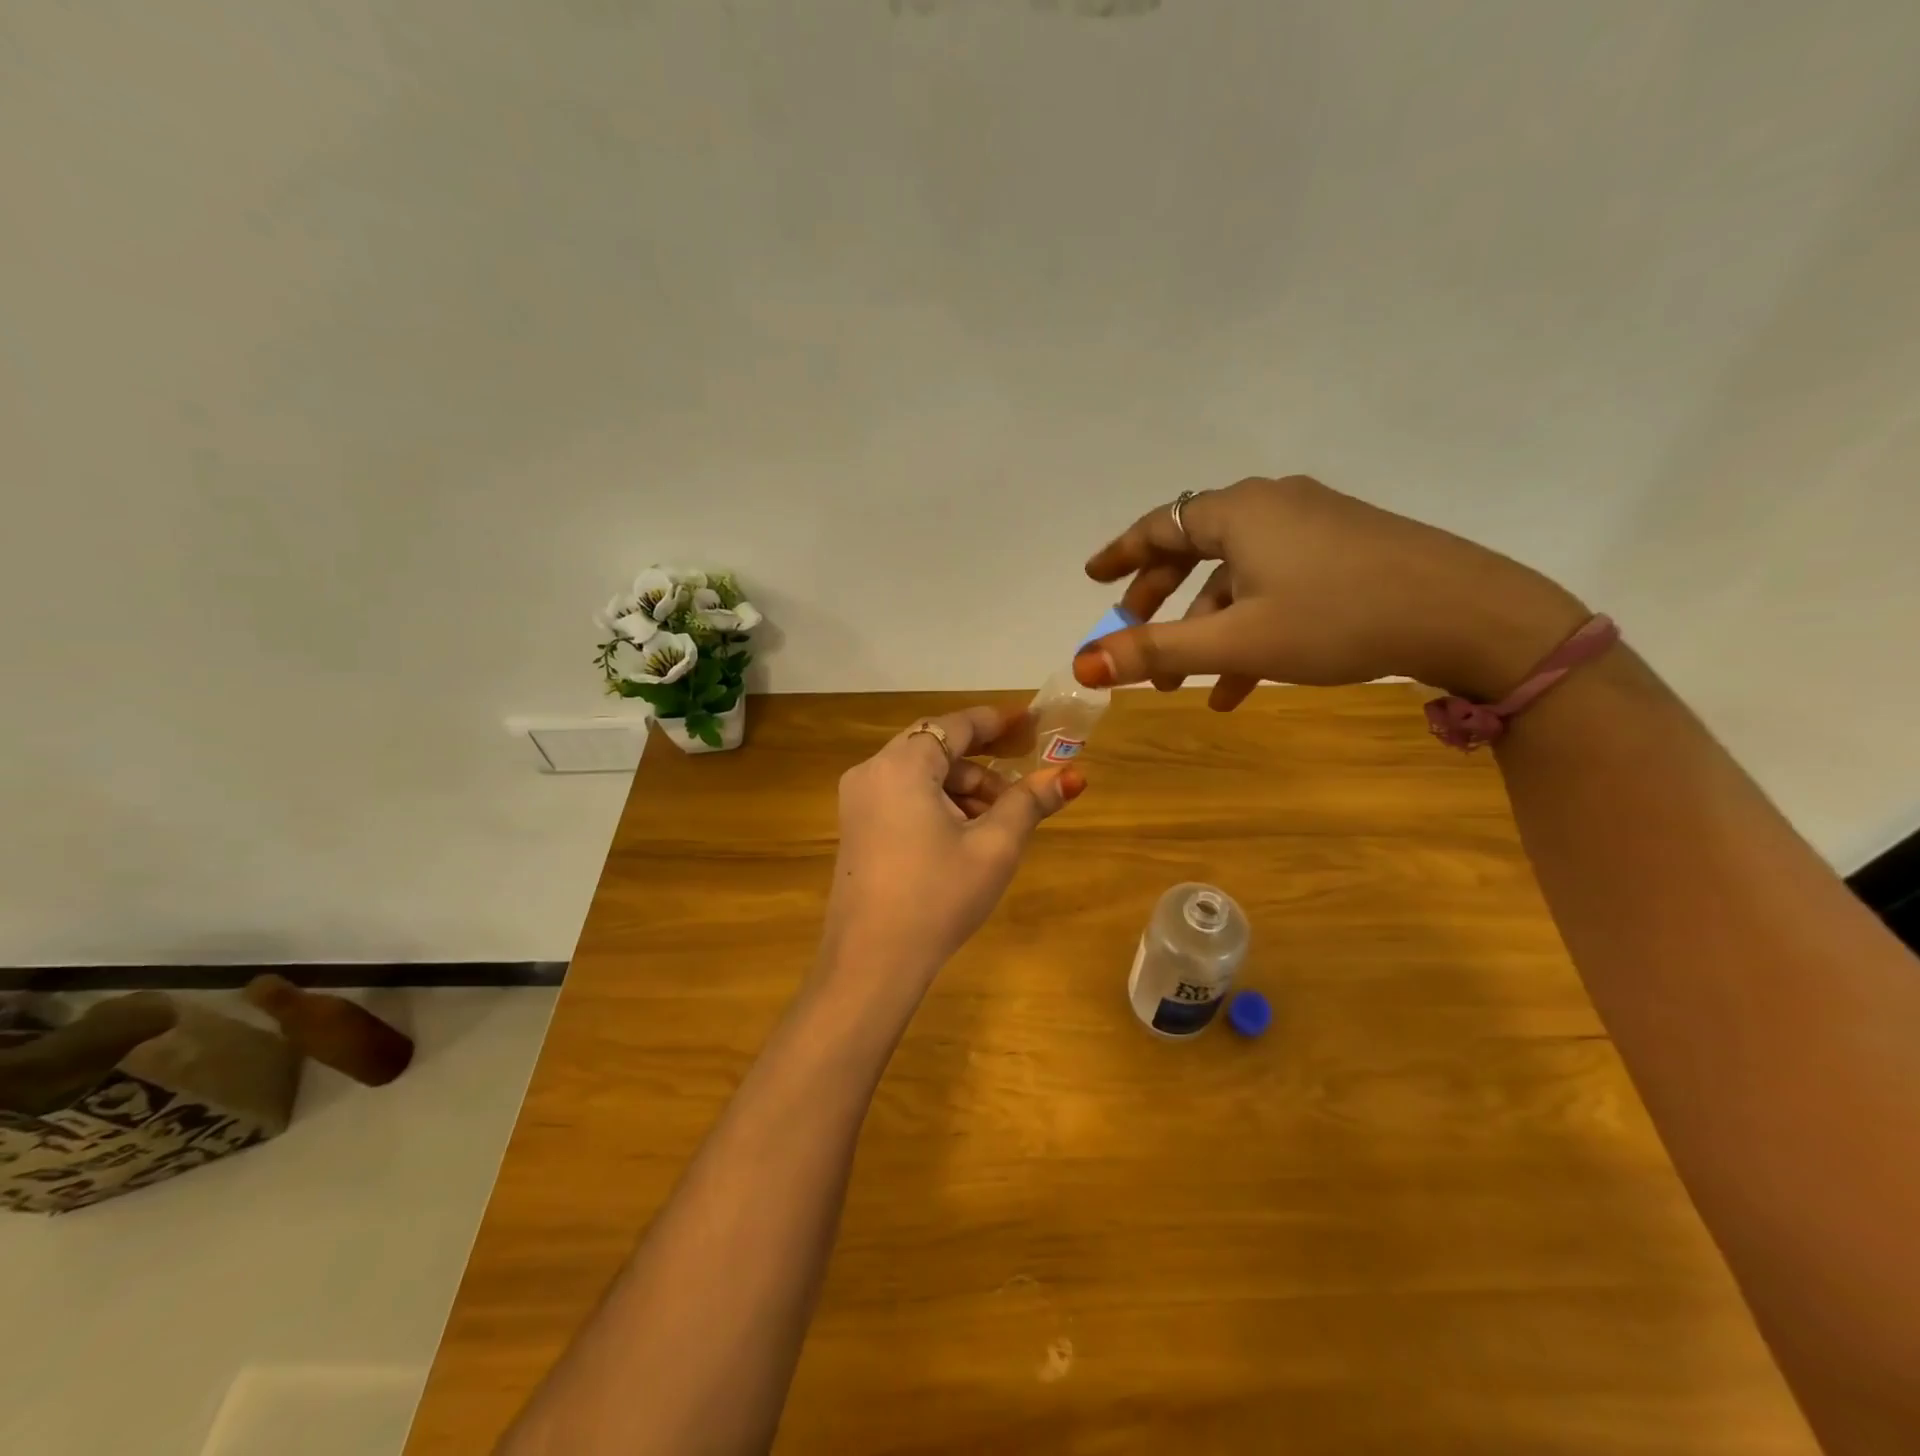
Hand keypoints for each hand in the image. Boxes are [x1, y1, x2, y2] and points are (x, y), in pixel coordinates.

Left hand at [818, 706, 1084, 992]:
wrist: (871, 963)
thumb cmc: (937, 896)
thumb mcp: (993, 847)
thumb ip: (1029, 803)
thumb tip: (1071, 776)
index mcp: (902, 765)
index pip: (956, 725)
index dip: (998, 722)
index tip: (1033, 724)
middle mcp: (872, 771)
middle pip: (937, 749)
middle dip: (984, 764)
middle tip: (1024, 784)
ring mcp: (858, 800)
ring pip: (922, 775)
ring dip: (964, 788)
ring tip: (1000, 824)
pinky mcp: (857, 827)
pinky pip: (904, 796)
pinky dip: (939, 804)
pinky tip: (965, 836)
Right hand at [1074, 476, 1590, 704]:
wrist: (1468, 616)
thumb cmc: (1337, 619)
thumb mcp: (1237, 641)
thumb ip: (1156, 652)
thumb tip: (1082, 664)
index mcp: (1238, 512)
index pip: (1158, 526)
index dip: (1120, 554)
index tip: (1092, 577)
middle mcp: (1271, 506)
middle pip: (1193, 550)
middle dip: (1159, 601)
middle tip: (1133, 638)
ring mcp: (1312, 526)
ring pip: (1236, 578)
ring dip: (1205, 630)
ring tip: (1186, 689)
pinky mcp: (1344, 552)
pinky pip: (1275, 587)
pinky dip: (1249, 630)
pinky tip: (1241, 688)